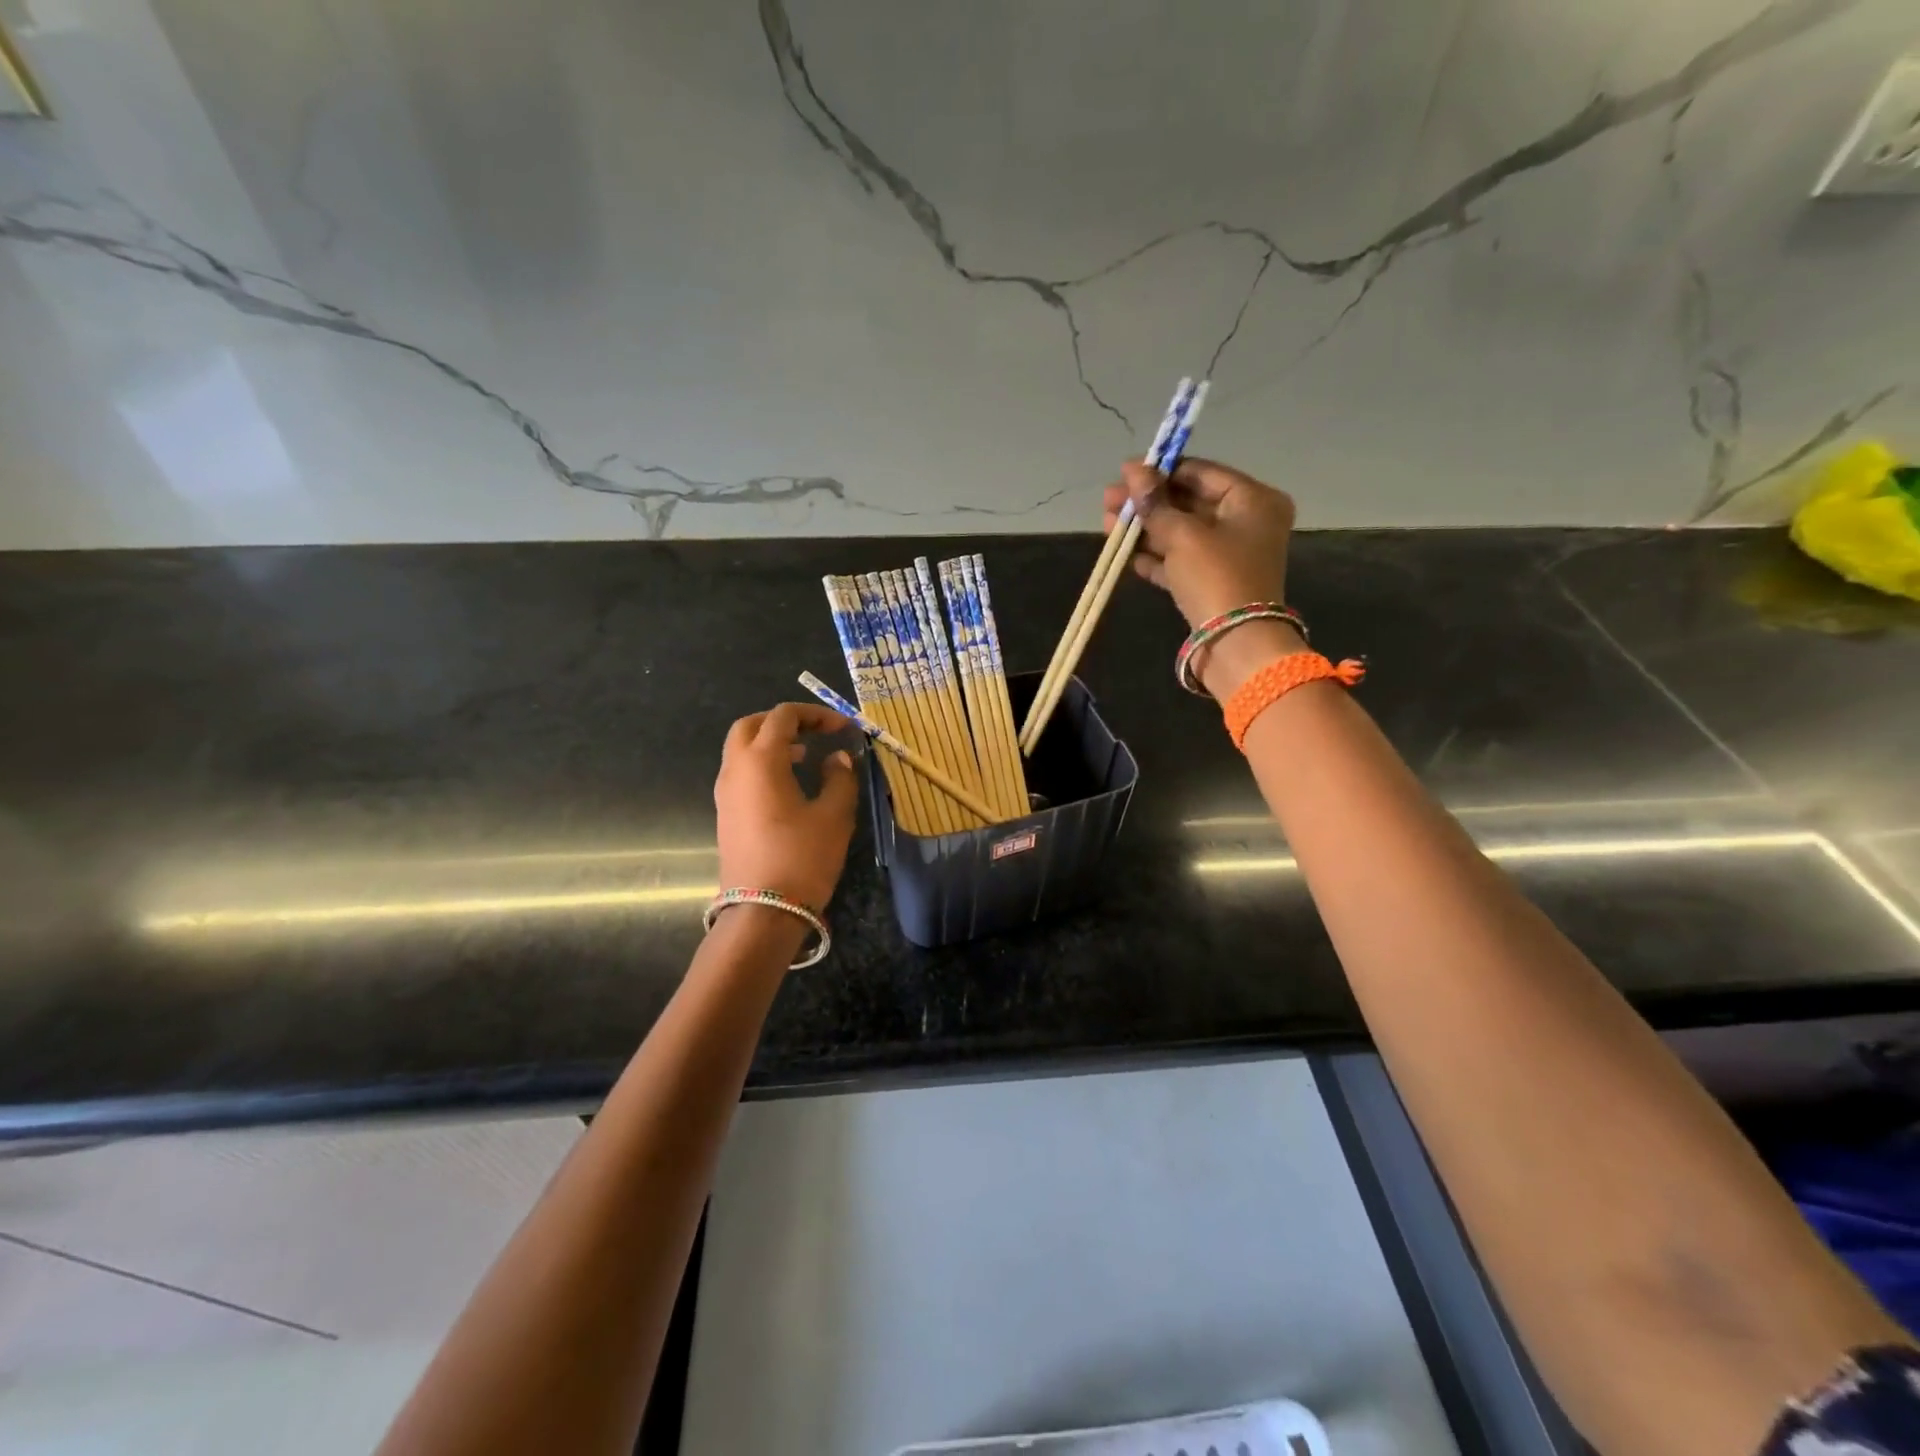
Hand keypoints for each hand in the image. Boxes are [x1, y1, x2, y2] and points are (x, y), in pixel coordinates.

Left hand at [714, 704, 858, 913]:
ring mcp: (725, 793)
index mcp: (761, 761)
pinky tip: (789, 784)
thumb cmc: (802, 858)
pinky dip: (762, 764)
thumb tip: (837, 758)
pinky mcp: (726, 814)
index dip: (815, 714)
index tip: (843, 728)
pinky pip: (740, 773)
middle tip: (814, 731)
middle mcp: (736, 769)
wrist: (763, 912)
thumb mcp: (835, 815)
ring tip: (805, 755)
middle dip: (783, 721)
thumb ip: (840, 777)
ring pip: (741, 749)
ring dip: (770, 743)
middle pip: (750, 725)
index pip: (782, 716)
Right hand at [1101, 458, 1304, 696]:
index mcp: (1253, 500)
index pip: (1201, 473)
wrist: (1235, 644)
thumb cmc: (1216, 576)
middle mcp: (1245, 523)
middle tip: (1109, 501)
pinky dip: (1155, 556)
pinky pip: (1180, 561)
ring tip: (1107, 525)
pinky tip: (1126, 554)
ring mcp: (1228, 555)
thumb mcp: (1183, 535)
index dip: (1161, 471)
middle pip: (1188, 503)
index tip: (1124, 472)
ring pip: (1180, 533)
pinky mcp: (1212, 583)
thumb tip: (1133, 471)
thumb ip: (1155, 503)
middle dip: (1147, 503)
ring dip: (1145, 529)